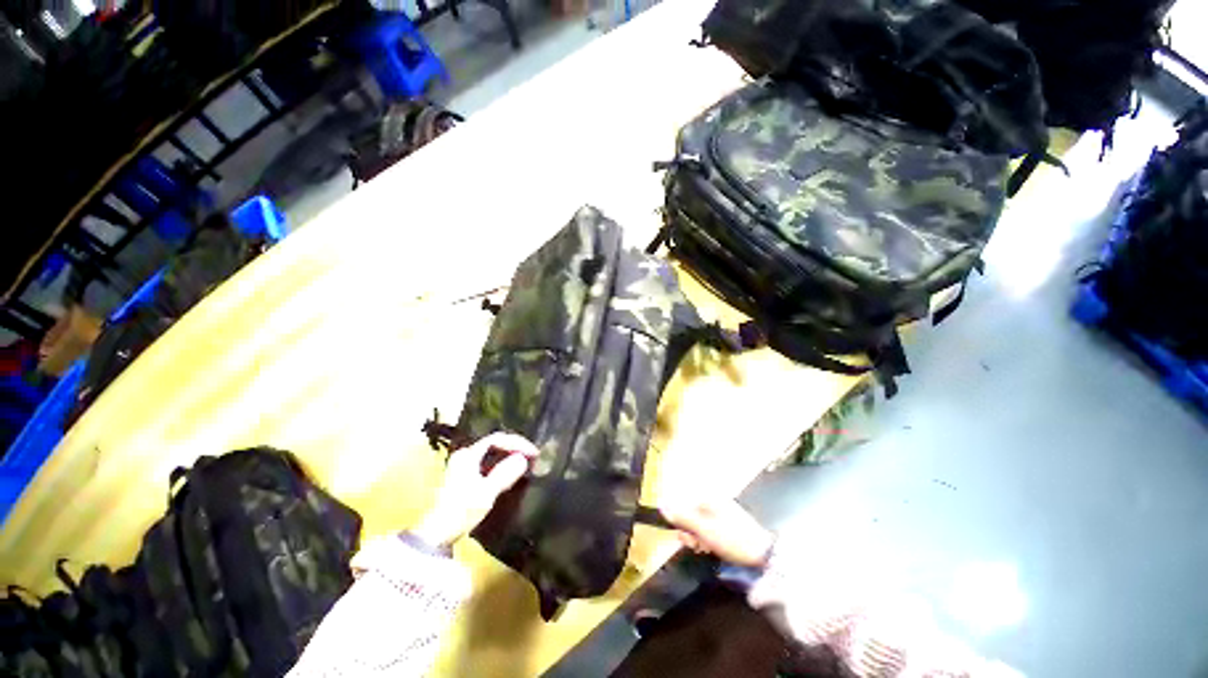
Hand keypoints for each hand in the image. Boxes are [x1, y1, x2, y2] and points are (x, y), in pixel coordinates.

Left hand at [412, 433, 539, 548]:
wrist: (437, 535)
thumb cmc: (461, 511)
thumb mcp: (486, 493)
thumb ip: (504, 474)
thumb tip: (523, 459)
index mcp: (468, 455)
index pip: (497, 439)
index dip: (518, 443)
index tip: (534, 452)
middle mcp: (465, 455)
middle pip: (495, 443)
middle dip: (515, 447)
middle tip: (532, 455)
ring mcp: (464, 465)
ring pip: (492, 453)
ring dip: (510, 455)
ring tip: (526, 461)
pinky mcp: (465, 476)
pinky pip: (489, 461)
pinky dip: (503, 463)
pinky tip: (512, 471)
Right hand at [662, 500, 775, 567]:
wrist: (766, 554)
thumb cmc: (733, 539)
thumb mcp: (705, 530)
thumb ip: (682, 517)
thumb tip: (661, 505)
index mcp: (708, 498)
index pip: (683, 506)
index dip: (681, 524)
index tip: (686, 540)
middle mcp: (714, 502)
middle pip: (691, 514)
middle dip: (691, 532)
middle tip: (698, 547)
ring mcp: (722, 512)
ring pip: (700, 524)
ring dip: (699, 538)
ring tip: (708, 550)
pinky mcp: (729, 524)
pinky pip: (710, 528)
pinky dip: (709, 539)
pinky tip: (714, 549)